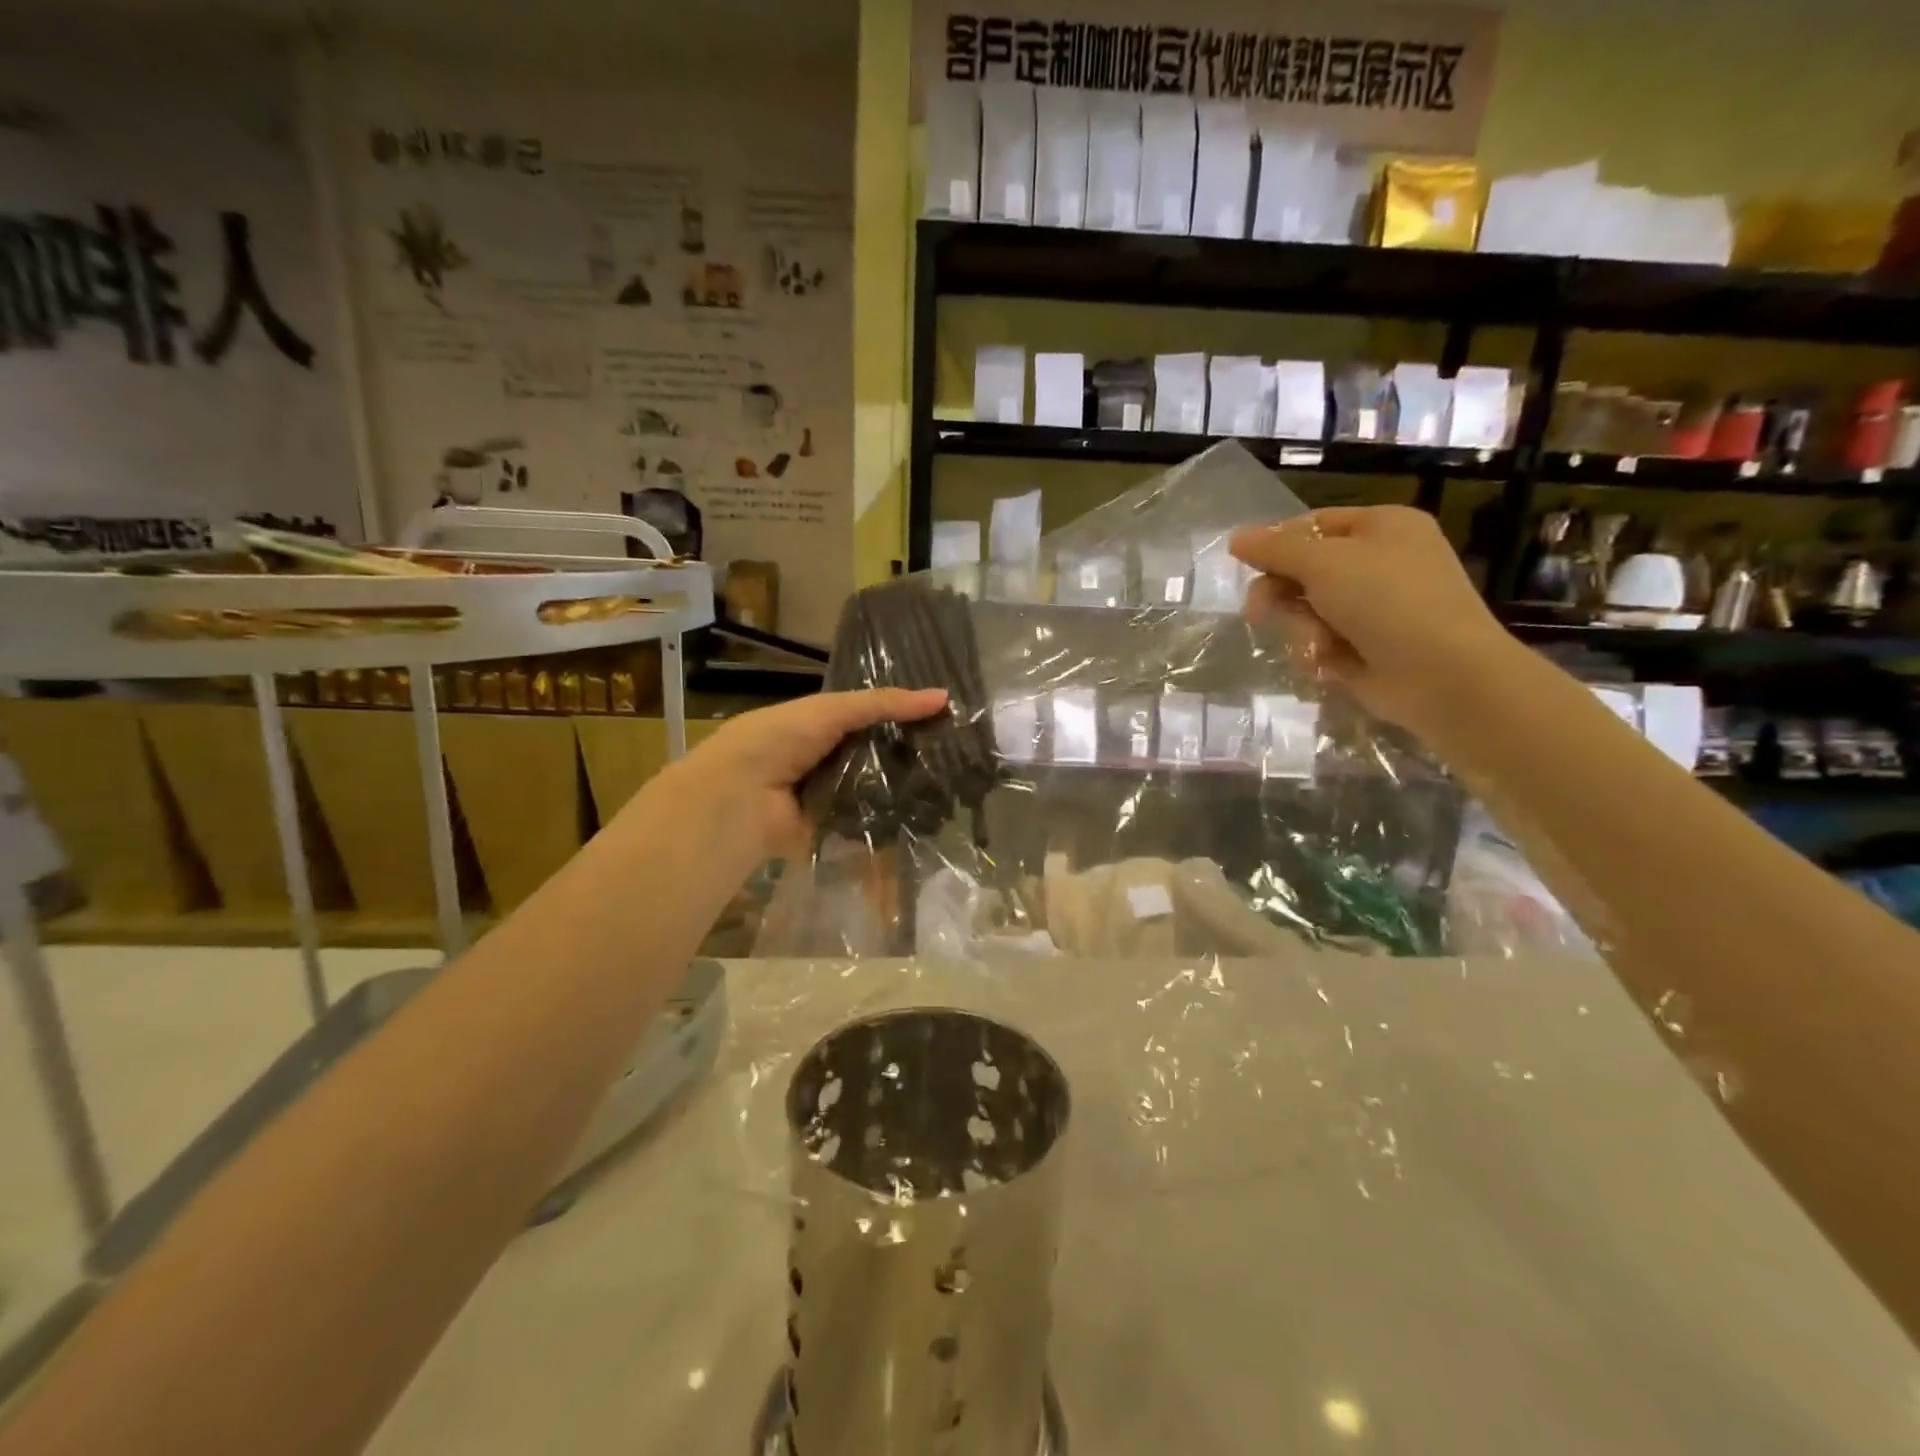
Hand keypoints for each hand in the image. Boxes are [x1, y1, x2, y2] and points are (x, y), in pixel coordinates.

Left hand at [638, 687, 949, 866]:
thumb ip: (883, 704)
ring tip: (953, 790)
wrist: (738, 799)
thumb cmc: (778, 741)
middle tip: (958, 758)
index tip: (947, 720)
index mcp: (820, 727)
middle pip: (877, 758)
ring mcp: (831, 798)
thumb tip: (943, 697)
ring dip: (905, 793)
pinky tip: (928, 821)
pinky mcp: (833, 832)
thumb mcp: (831, 710)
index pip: (871, 720)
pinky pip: (868, 827)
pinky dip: (891, 825)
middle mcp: (827, 762)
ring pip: (877, 793)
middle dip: (910, 758)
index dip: (904, 719)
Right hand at [1229, 506, 1521, 740]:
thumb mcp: (1324, 563)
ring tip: (1316, 645)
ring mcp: (1374, 608)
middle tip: (1256, 614)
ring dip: (1301, 629)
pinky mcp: (1367, 647)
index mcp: (1382, 527)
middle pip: (1305, 570)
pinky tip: (1326, 664)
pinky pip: (1322, 641)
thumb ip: (1275, 549)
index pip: (1313, 525)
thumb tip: (1236, 538)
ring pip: (1308, 610)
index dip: (1276, 544)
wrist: (1442, 673)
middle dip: (1281, 594)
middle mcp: (1380, 562)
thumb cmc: (1387, 600)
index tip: (1244, 565)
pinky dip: (1317, 652)